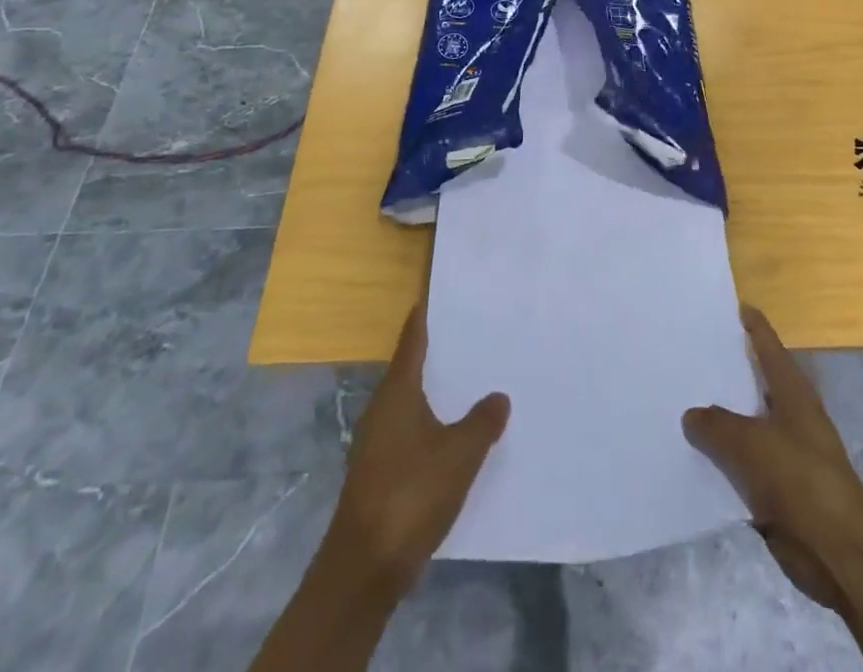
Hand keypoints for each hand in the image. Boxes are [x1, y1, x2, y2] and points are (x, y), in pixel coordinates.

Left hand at [326, 298, 509, 597]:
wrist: (365, 568)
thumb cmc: (411, 493)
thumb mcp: (460, 454)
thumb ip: (482, 422)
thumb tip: (498, 396)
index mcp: (397, 392)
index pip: (412, 340)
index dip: (425, 316)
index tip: (441, 294)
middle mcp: (382, 409)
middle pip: (411, 369)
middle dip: (439, 355)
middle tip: (474, 337)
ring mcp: (377, 443)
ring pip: (411, 403)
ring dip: (437, 393)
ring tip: (472, 383)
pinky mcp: (379, 473)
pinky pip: (411, 433)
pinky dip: (432, 425)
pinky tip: (456, 435)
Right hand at [683, 306, 862, 614]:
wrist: (839, 551)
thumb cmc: (800, 478)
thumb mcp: (749, 443)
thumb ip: (715, 424)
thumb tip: (691, 415)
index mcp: (792, 390)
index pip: (768, 344)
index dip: (751, 324)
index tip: (731, 305)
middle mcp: (790, 414)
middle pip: (753, 383)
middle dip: (725, 371)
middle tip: (687, 354)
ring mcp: (785, 452)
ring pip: (744, 426)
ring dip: (718, 420)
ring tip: (678, 403)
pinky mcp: (779, 488)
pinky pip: (742, 465)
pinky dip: (722, 461)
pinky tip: (692, 458)